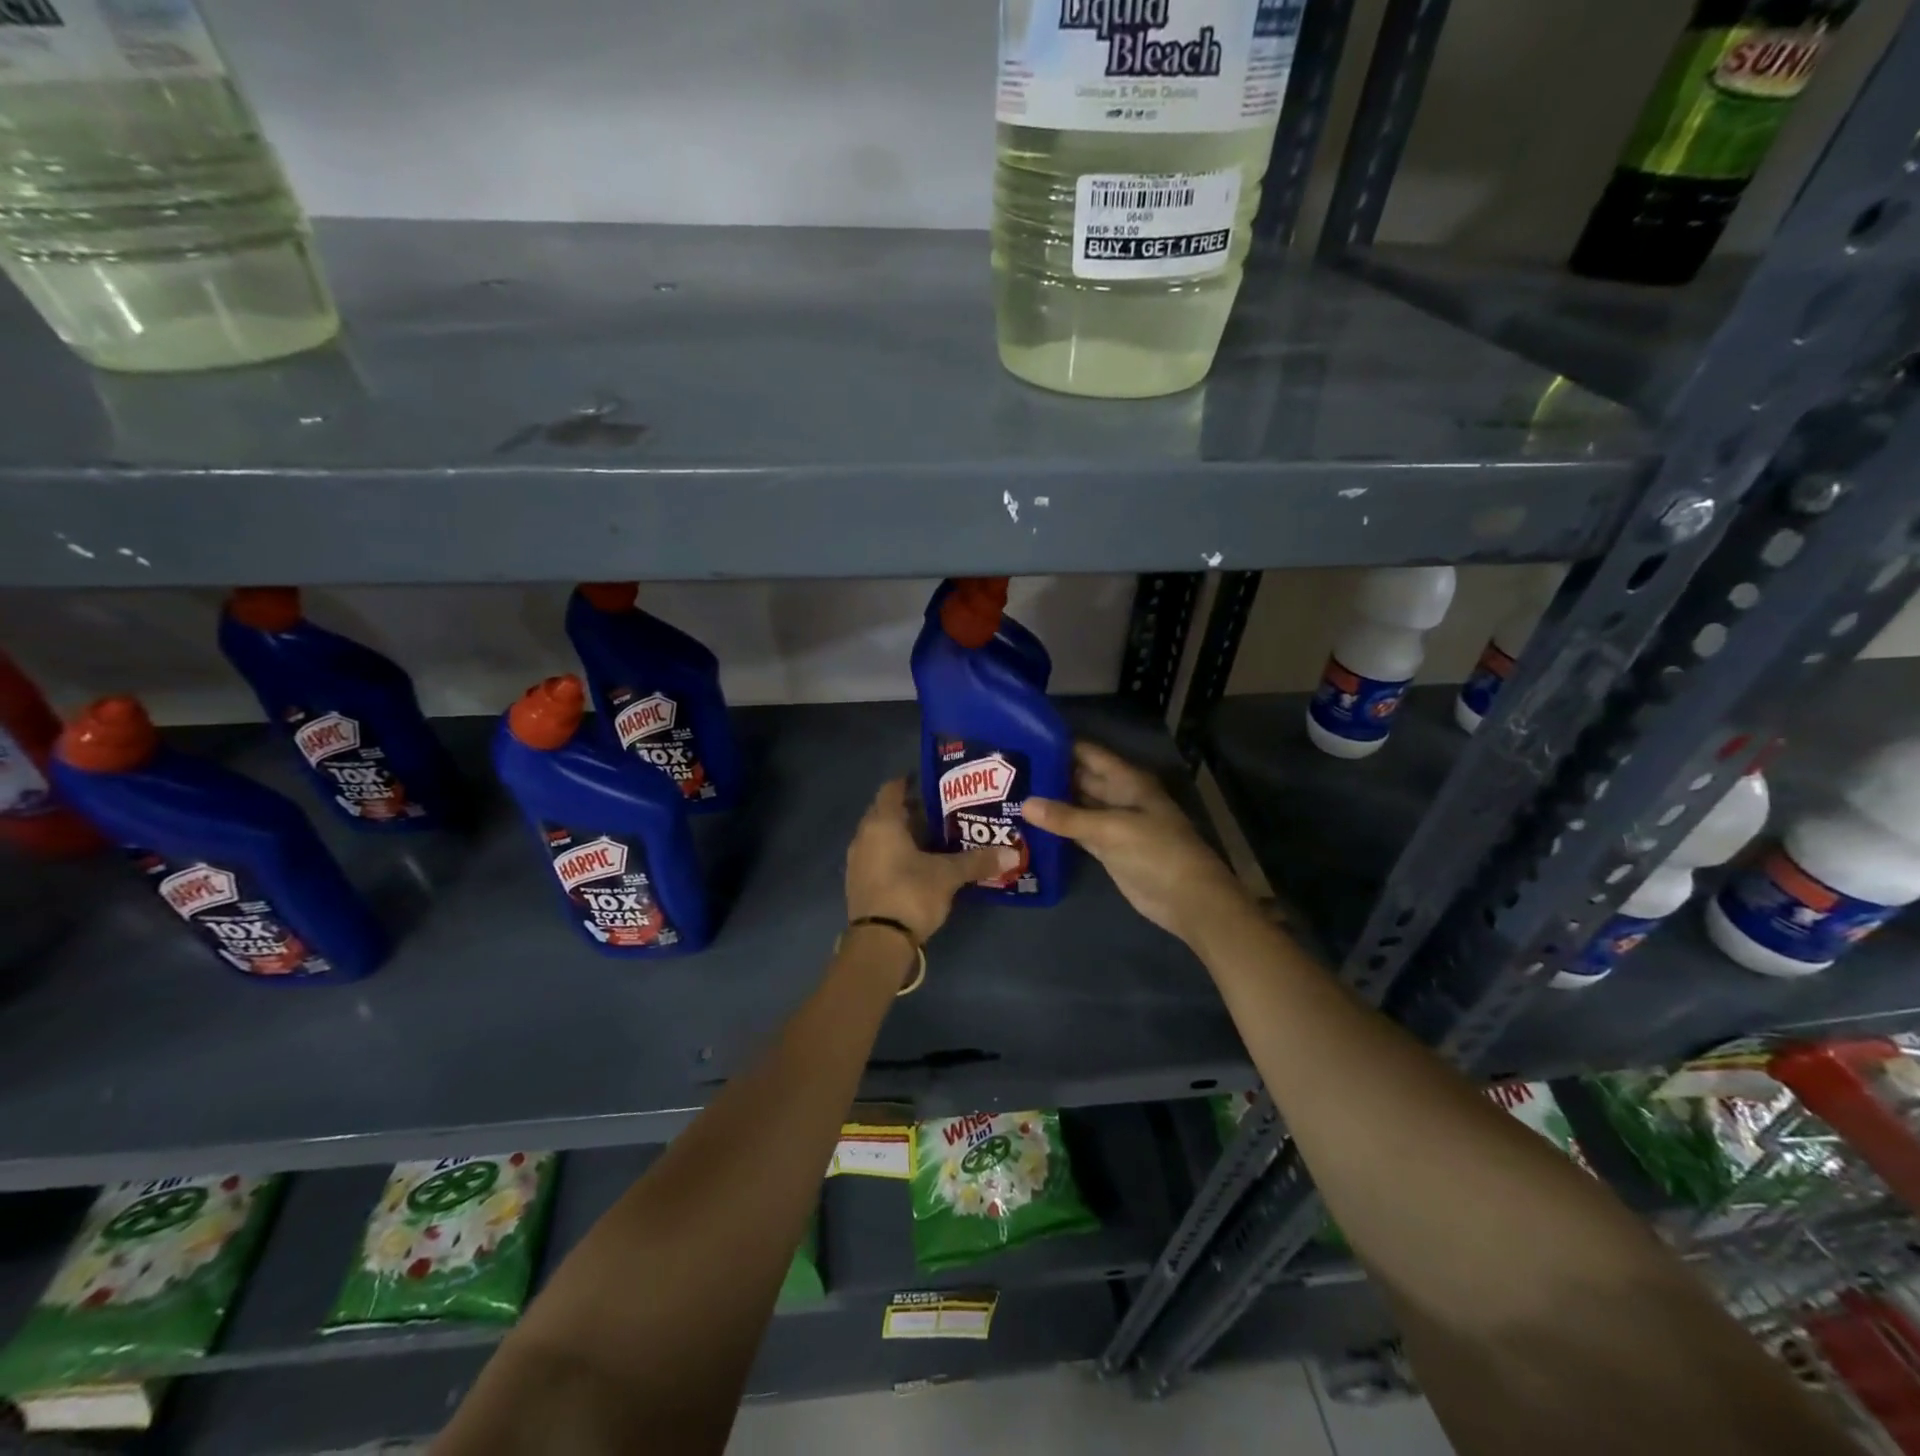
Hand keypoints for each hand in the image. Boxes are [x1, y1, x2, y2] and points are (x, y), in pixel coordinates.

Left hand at [846, 779, 1018, 943]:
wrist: (878, 942)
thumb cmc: (911, 893)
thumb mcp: (948, 875)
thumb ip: (977, 861)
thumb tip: (1012, 853)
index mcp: (882, 823)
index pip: (892, 790)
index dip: (909, 782)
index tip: (930, 781)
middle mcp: (864, 836)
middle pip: (886, 813)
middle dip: (910, 810)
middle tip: (940, 810)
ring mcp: (857, 861)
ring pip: (880, 836)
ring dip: (901, 834)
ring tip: (932, 838)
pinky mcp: (858, 883)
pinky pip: (877, 857)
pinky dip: (894, 854)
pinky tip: (916, 864)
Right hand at [1024, 742, 1248, 945]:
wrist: (1187, 899)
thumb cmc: (1156, 852)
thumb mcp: (1110, 829)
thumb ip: (1067, 817)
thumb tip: (1025, 804)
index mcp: (1127, 780)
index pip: (1088, 753)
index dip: (1059, 746)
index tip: (1023, 741)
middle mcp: (1119, 796)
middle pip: (1080, 778)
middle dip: (1049, 775)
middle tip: (1009, 772)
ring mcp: (1113, 823)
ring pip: (1077, 806)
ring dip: (1051, 802)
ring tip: (1011, 794)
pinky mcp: (1108, 849)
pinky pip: (1078, 831)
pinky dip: (1058, 828)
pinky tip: (1030, 824)